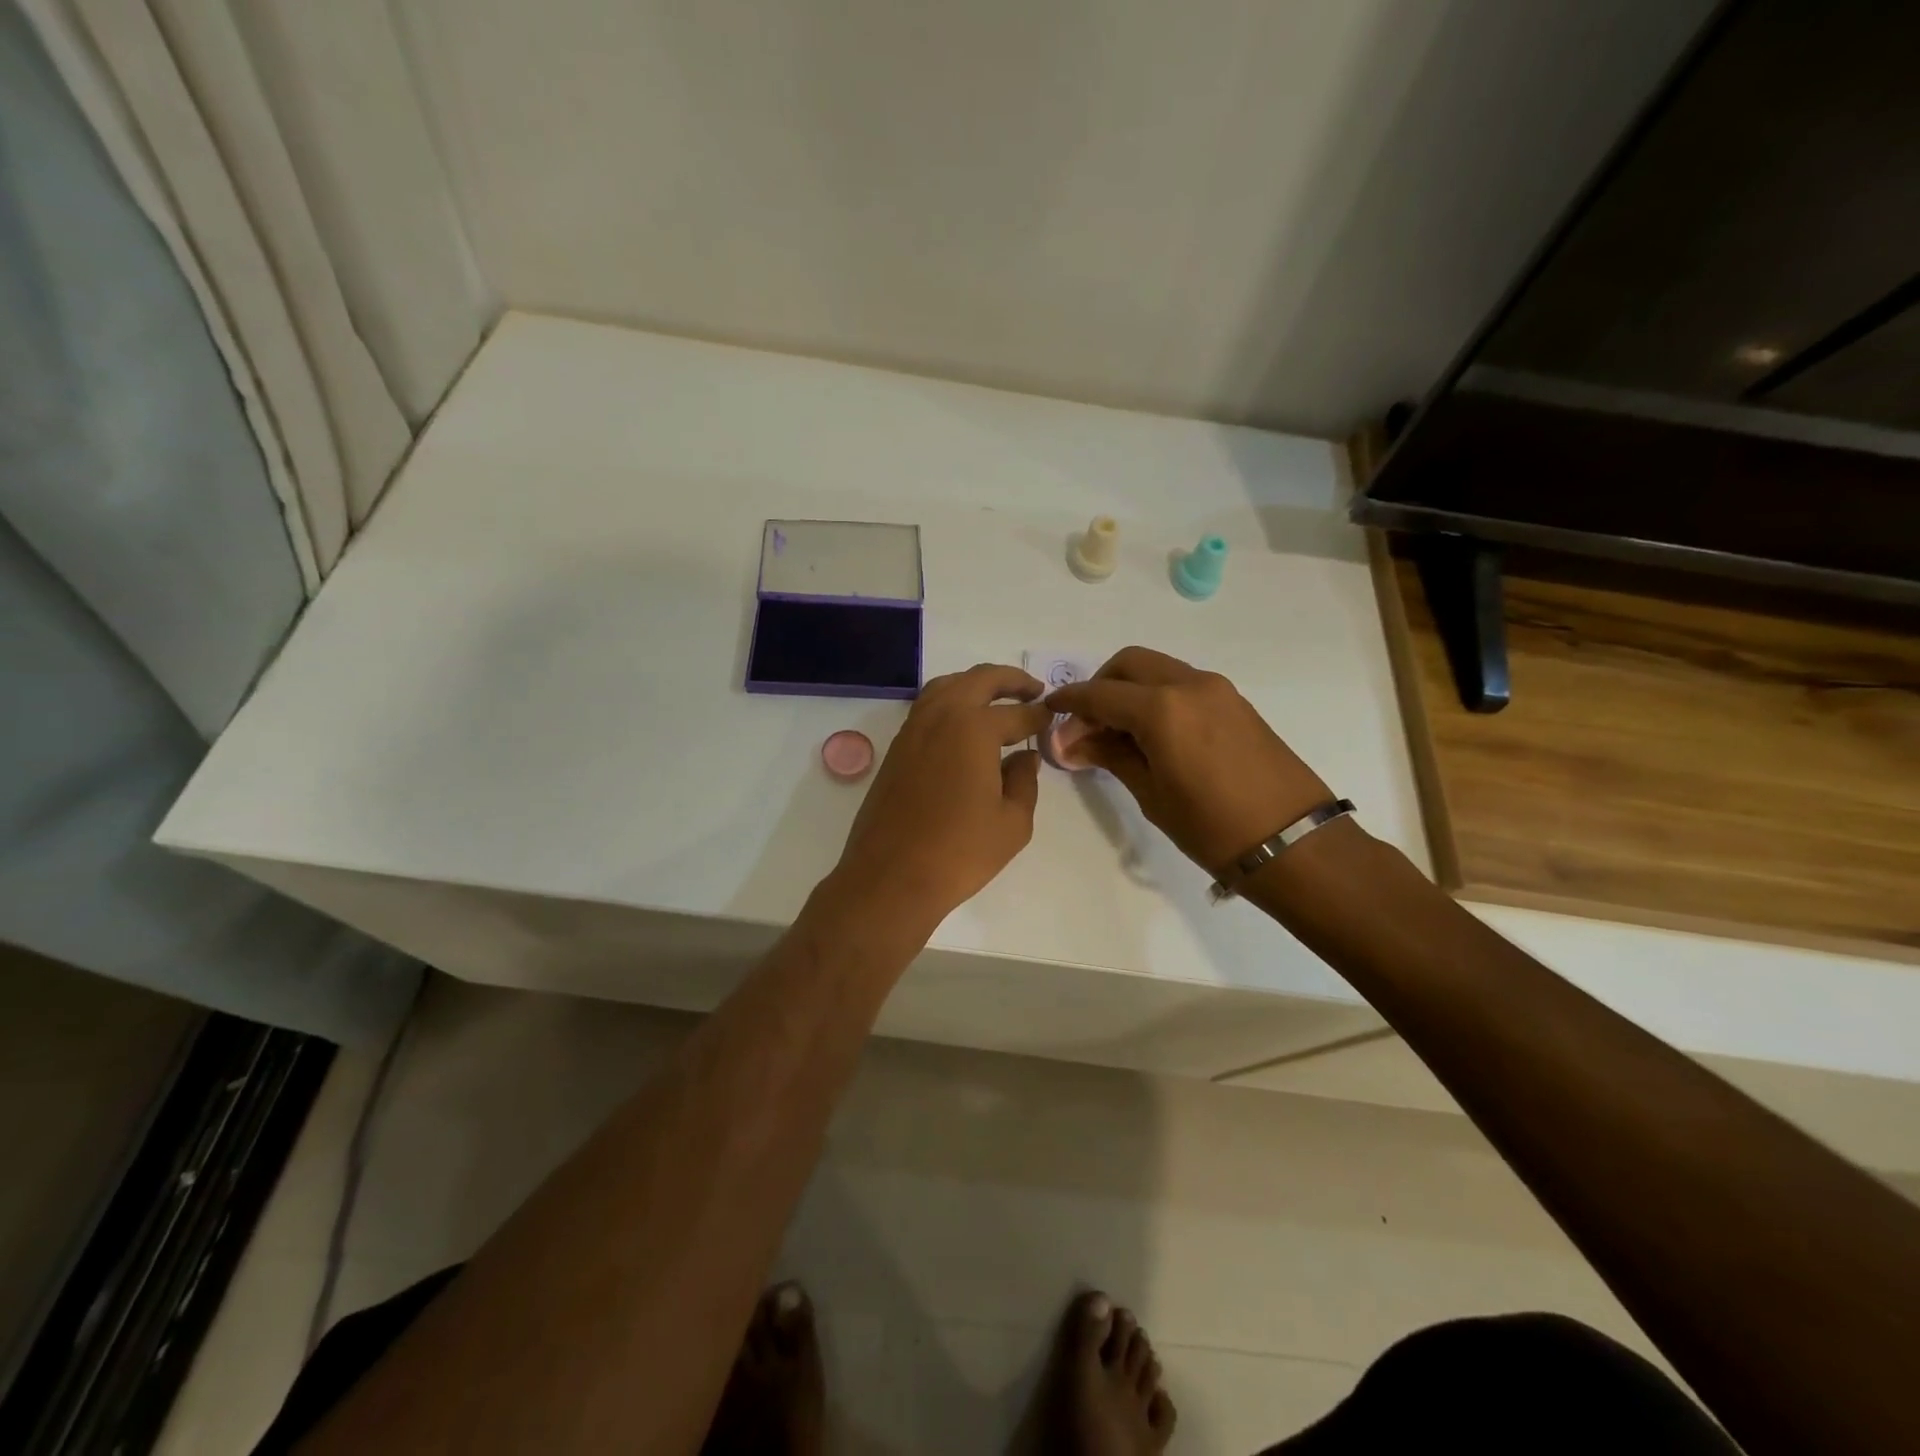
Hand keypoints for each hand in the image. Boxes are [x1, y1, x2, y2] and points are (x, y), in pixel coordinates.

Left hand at [827, 664, 1051, 932]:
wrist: (891, 877)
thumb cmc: (960, 852)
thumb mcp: (1012, 822)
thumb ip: (1024, 782)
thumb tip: (1024, 758)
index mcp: (974, 728)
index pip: (1016, 713)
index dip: (1039, 715)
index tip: (1053, 717)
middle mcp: (941, 716)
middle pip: (979, 679)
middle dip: (1011, 680)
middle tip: (1034, 689)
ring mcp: (913, 729)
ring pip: (947, 686)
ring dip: (976, 684)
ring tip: (998, 697)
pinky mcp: (896, 748)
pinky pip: (927, 707)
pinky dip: (951, 701)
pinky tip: (963, 723)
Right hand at [1046, 647, 1332, 874]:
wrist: (1293, 842)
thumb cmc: (1212, 827)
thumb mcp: (1151, 794)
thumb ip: (1110, 756)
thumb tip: (1070, 742)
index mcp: (1162, 708)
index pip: (1100, 693)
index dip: (1069, 702)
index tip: (1048, 713)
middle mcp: (1189, 684)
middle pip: (1129, 664)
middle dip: (1100, 685)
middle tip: (1086, 724)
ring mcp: (1217, 690)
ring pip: (1158, 669)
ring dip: (1130, 689)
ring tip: (1118, 733)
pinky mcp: (1235, 702)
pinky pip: (1183, 684)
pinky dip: (1157, 696)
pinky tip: (1153, 734)